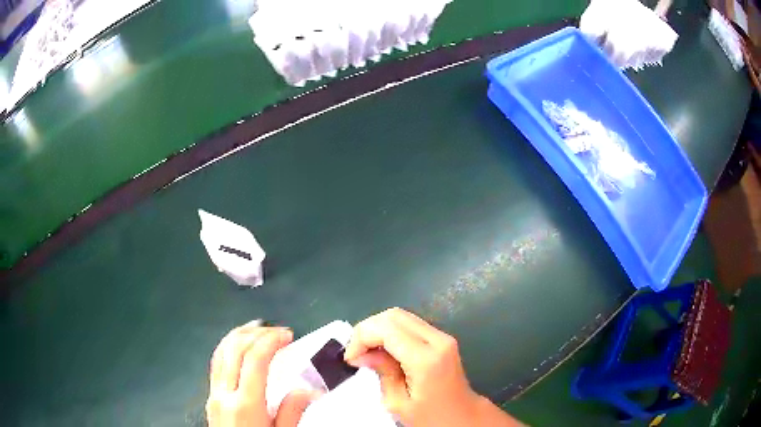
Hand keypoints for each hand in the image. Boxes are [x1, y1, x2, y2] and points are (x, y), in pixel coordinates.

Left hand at [207, 321, 318, 426]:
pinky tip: (239, 348)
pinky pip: (216, 363)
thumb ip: (292, 411)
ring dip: (238, 335)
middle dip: (256, 332)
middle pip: (234, 348)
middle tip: (275, 331)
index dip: (271, 341)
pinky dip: (228, 348)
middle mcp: (224, 394)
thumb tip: (308, 390)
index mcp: (245, 404)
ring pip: (220, 352)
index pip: (254, 359)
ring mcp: (213, 393)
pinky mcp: (209, 397)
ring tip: (256, 330)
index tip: (286, 335)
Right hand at [344, 308, 522, 426]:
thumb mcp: (398, 402)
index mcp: (426, 359)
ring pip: (402, 316)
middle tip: (357, 353)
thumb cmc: (430, 417)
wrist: (463, 416)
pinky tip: (384, 350)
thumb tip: (362, 353)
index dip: (361, 338)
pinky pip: (410, 324)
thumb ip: (382, 371)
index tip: (351, 358)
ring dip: (378, 329)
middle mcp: (438, 340)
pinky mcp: (443, 338)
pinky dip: (391, 332)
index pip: (386, 329)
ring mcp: (443, 336)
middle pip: (393, 315)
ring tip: (367, 352)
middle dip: (367, 330)